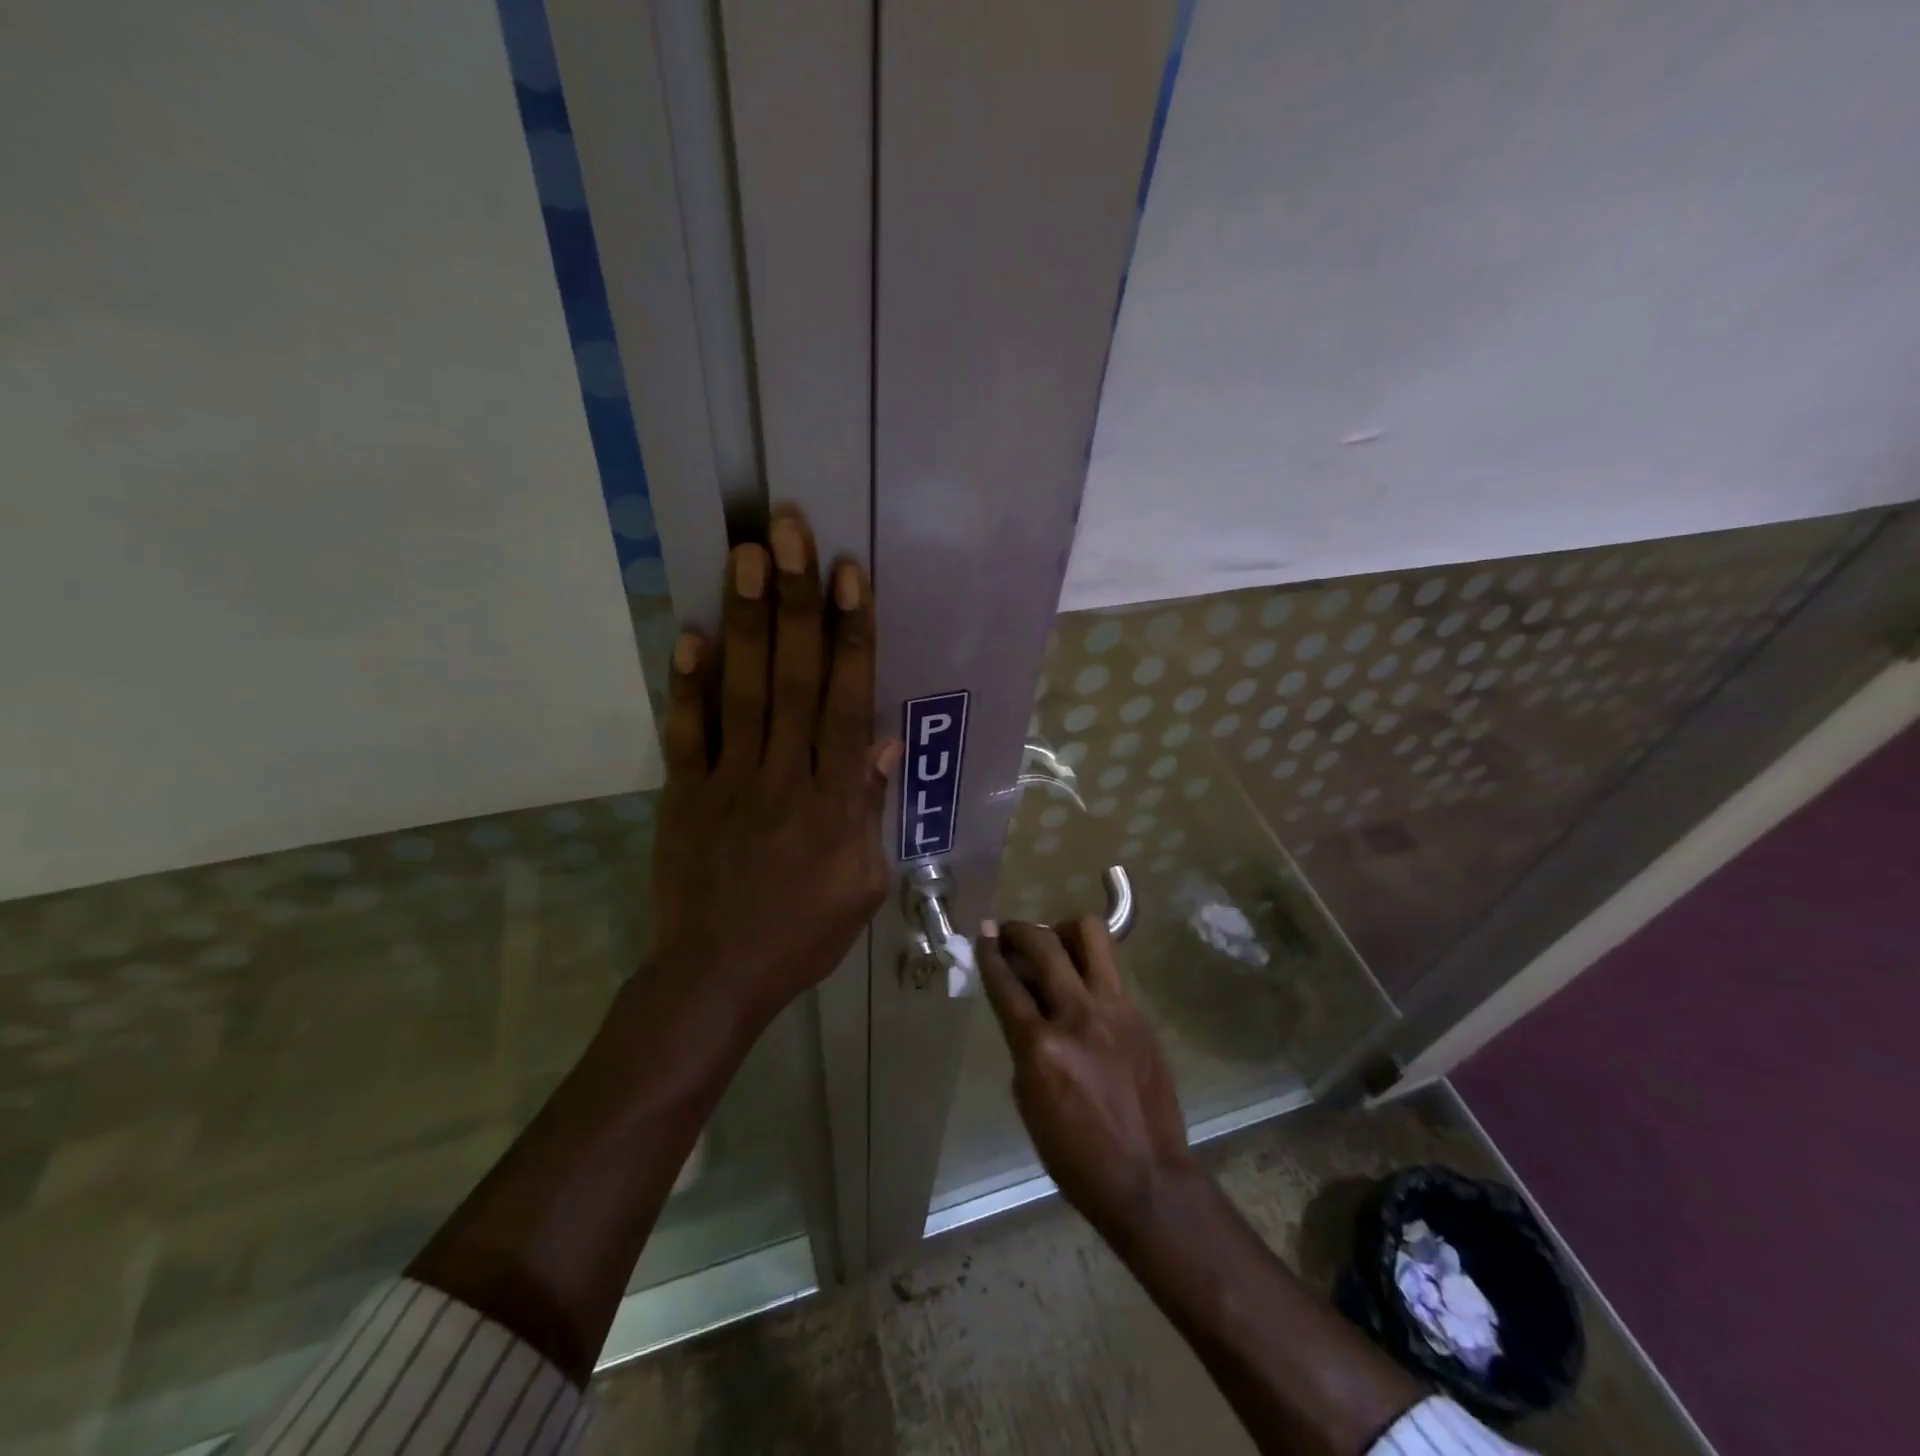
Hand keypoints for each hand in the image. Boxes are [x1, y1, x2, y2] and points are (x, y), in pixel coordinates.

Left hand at [652, 506, 899, 1023]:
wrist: (715, 976)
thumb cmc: (802, 934)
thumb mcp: (863, 884)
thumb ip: (869, 810)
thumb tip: (882, 743)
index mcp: (833, 801)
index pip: (847, 703)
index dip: (851, 636)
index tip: (849, 575)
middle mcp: (783, 776)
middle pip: (796, 678)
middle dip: (797, 601)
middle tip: (791, 530)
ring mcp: (728, 780)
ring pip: (744, 690)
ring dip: (747, 620)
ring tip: (748, 554)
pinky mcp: (685, 793)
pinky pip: (687, 732)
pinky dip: (687, 683)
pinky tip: (689, 631)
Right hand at [979, 917, 1197, 1239]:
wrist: (1148, 1179)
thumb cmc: (1075, 1154)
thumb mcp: (1029, 1099)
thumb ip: (1023, 1043)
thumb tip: (1023, 1001)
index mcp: (1041, 1046)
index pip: (1006, 983)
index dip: (989, 952)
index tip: (984, 932)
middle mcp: (1078, 1016)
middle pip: (1045, 945)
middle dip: (1020, 929)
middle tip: (1011, 931)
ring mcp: (1116, 1010)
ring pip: (1091, 935)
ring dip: (1065, 930)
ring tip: (1055, 944)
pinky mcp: (1140, 1015)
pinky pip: (1111, 971)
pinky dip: (1090, 966)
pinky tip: (1083, 985)